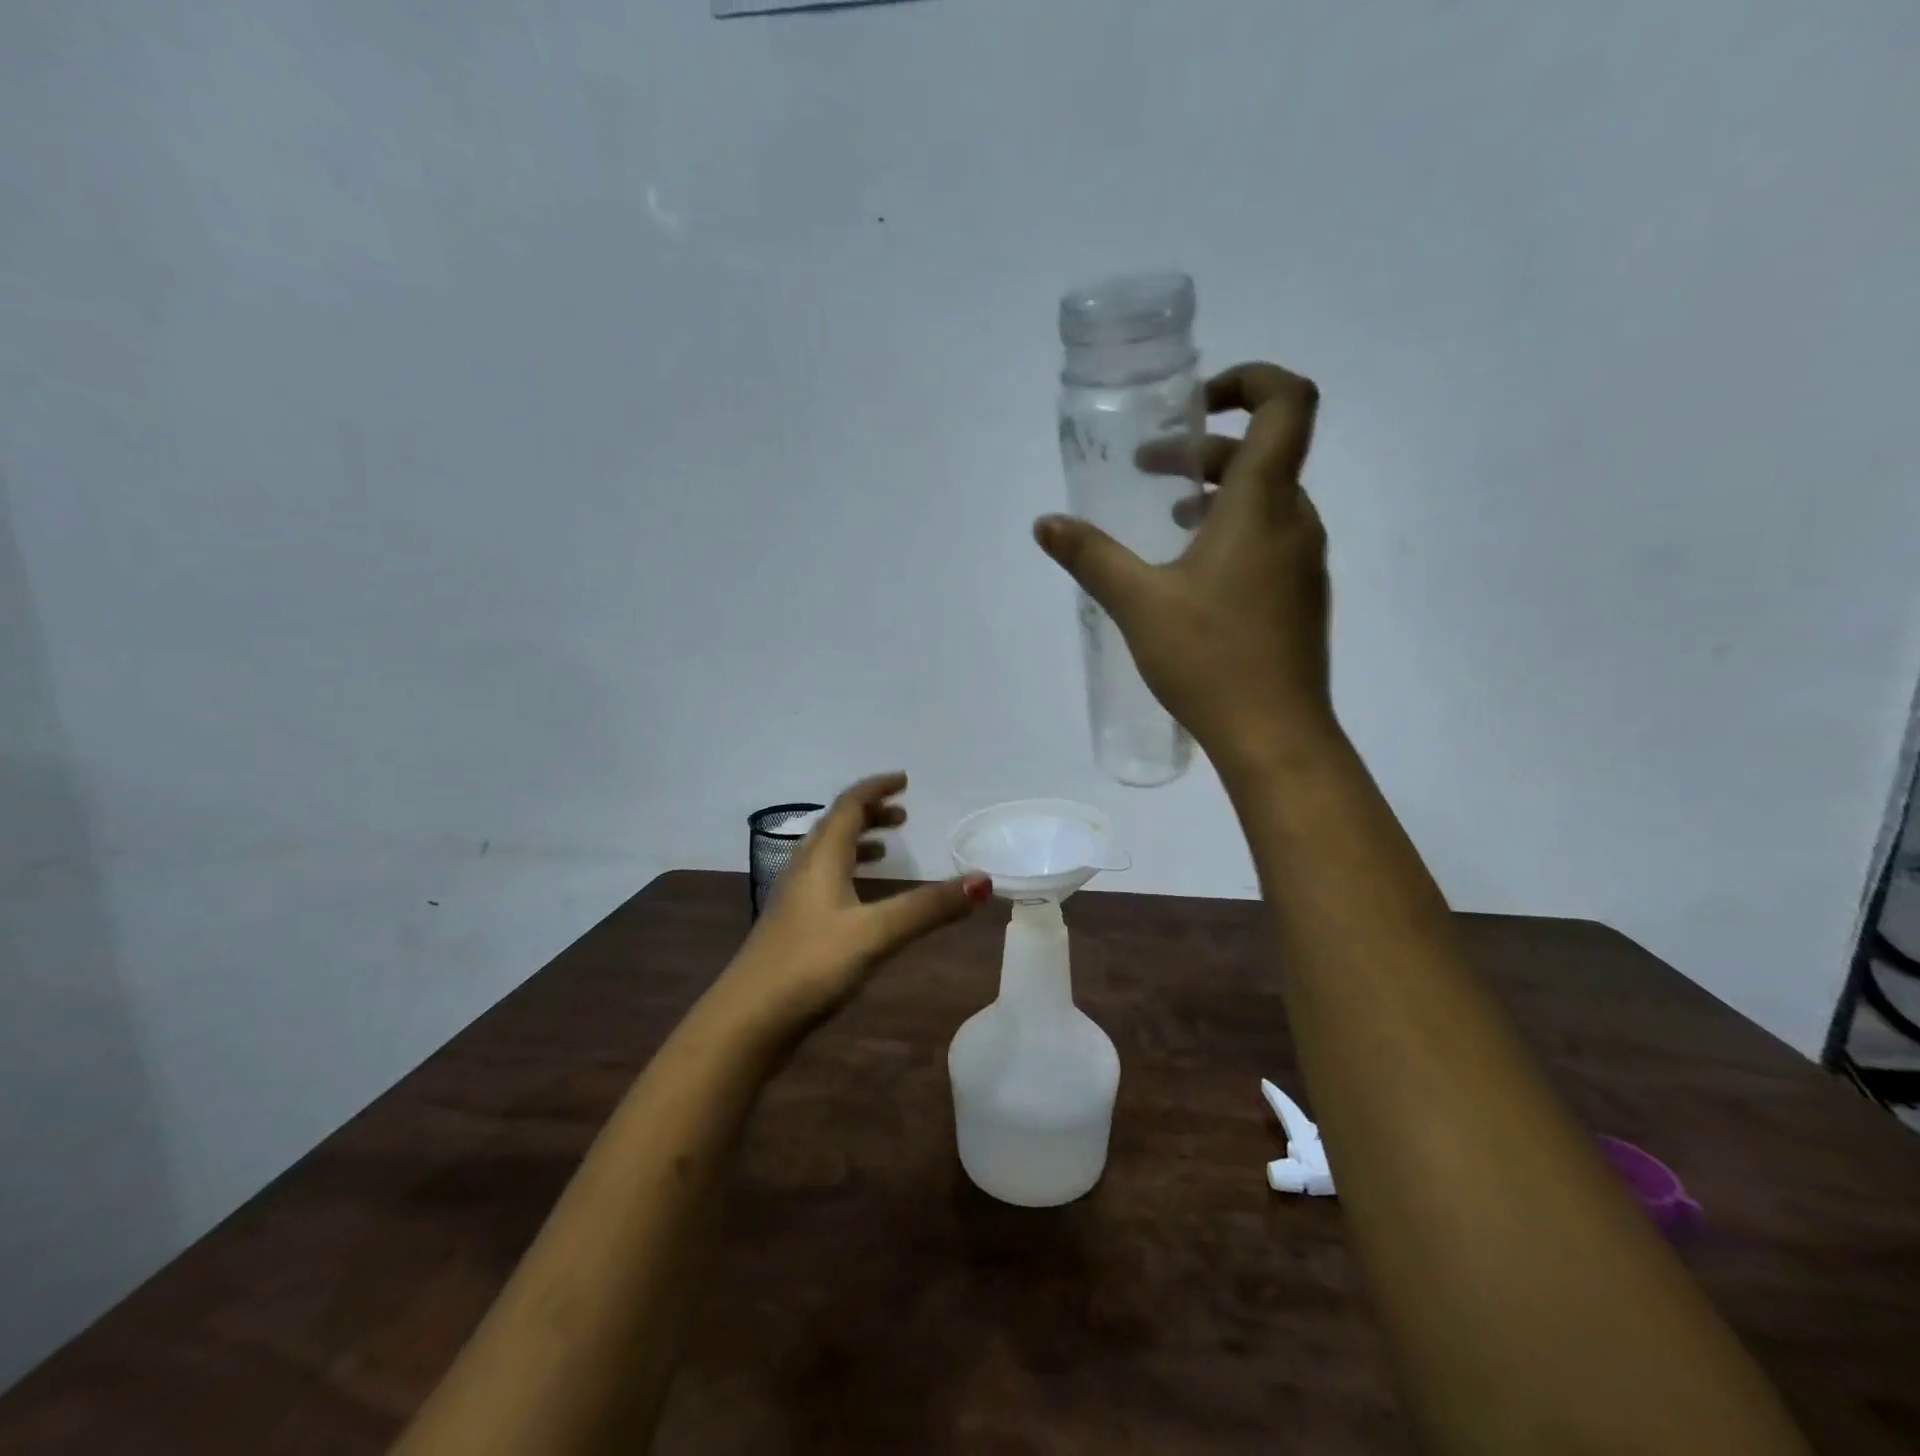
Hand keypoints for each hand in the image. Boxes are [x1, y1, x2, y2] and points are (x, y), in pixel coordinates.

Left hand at [714, 773, 991, 1039]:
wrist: (747, 1021)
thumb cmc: (810, 966)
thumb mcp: (875, 934)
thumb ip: (927, 908)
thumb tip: (983, 881)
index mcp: (821, 859)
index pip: (849, 806)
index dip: (876, 788)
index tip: (905, 780)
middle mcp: (804, 870)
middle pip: (836, 826)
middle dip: (870, 814)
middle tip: (903, 816)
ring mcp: (794, 900)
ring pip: (827, 855)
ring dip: (858, 843)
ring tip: (887, 850)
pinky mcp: (792, 928)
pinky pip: (824, 882)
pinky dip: (848, 874)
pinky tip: (861, 902)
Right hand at [1034, 361, 1335, 776]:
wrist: (1275, 734)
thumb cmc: (1209, 659)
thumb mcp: (1137, 603)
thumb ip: (1091, 556)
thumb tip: (1045, 523)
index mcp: (1262, 504)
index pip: (1287, 402)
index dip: (1248, 380)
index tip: (1195, 405)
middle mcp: (1295, 520)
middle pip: (1267, 450)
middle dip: (1207, 448)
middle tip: (1152, 469)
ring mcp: (1304, 560)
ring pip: (1268, 497)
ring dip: (1219, 491)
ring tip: (1168, 517)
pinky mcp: (1300, 595)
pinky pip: (1271, 536)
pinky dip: (1233, 528)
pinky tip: (1193, 572)